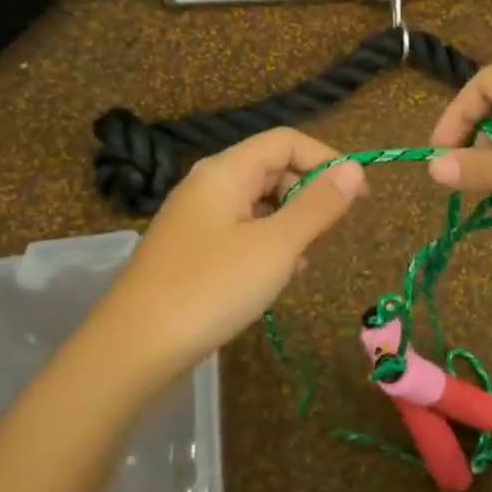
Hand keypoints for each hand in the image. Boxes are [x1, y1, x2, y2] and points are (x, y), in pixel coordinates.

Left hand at [90, 128, 366, 378]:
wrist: (132, 349)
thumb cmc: (210, 289)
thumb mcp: (275, 246)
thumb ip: (318, 206)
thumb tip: (354, 170)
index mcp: (225, 172)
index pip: (286, 141)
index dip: (326, 159)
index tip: (359, 195)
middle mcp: (208, 186)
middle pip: (271, 168)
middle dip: (308, 192)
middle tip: (332, 231)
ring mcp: (196, 220)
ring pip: (258, 204)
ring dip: (291, 222)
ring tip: (306, 260)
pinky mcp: (192, 252)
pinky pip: (241, 232)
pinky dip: (268, 245)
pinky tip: (279, 277)